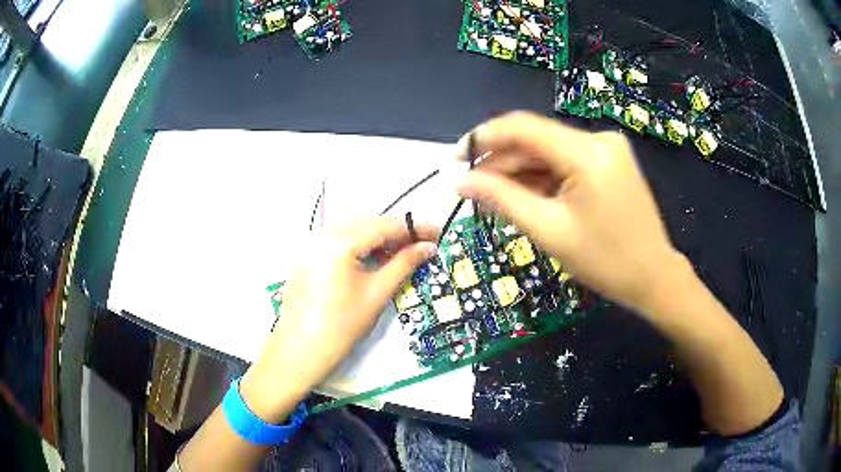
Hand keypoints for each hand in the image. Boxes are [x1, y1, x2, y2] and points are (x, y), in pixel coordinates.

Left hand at [241, 217, 437, 421]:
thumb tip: (428, 247)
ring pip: (353, 230)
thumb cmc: (341, 325)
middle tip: (422, 246)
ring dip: (379, 238)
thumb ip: (404, 264)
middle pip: (369, 223)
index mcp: (340, 241)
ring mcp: (312, 242)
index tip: (437, 234)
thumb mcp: (377, 293)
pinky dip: (360, 245)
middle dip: (397, 232)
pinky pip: (339, 240)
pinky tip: (373, 259)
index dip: (414, 228)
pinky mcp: (307, 254)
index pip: (385, 225)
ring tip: (401, 253)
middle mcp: (323, 233)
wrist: (300, 348)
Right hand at [456, 112, 688, 313]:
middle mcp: (599, 138)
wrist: (653, 276)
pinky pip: (566, 160)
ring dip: (521, 170)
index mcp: (587, 152)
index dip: (483, 138)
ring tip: (494, 195)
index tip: (455, 158)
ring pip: (550, 150)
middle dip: (501, 160)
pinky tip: (526, 194)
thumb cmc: (604, 262)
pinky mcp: (610, 160)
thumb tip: (461, 182)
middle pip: (536, 139)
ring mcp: (607, 148)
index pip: (523, 127)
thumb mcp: (549, 230)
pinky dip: (544, 176)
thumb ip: (502, 198)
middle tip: (471, 185)